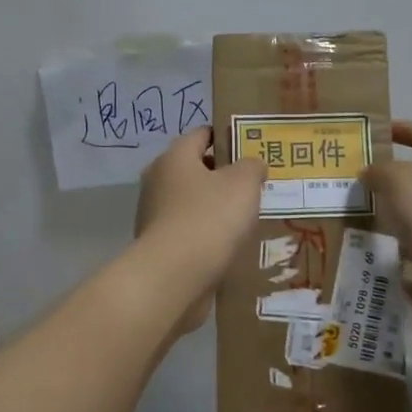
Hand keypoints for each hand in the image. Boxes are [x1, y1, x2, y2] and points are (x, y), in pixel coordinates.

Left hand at [134, 128, 266, 335]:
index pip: (202, 134)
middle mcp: (158, 180)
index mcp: (175, 157)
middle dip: (225, 175)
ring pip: (193, 202)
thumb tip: (251, 164)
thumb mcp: (243, 184)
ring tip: (248, 217)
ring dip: (216, 207)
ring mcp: (155, 214)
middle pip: (196, 169)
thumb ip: (251, 167)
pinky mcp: (159, 245)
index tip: (252, 147)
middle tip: (257, 184)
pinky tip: (229, 244)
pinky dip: (207, 233)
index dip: (227, 136)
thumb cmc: (209, 218)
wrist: (173, 276)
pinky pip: (189, 230)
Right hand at [364, 122, 411, 314]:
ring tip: (363, 214)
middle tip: (363, 176)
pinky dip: (402, 254)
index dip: (407, 130)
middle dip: (398, 177)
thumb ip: (381, 171)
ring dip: (398, 216)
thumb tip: (370, 174)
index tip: (377, 132)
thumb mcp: (401, 181)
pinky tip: (376, 255)